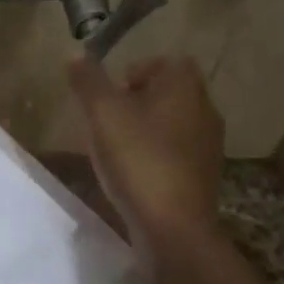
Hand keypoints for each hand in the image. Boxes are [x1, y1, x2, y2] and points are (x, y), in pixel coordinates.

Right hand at [68, 56, 224, 254]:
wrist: (173, 228)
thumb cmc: (139, 160)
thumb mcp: (103, 114)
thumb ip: (88, 81)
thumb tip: (76, 55)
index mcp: (185, 87)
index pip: (165, 61)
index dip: (135, 71)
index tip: (110, 95)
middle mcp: (204, 110)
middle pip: (167, 93)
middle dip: (135, 103)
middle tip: (106, 122)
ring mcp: (208, 145)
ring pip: (170, 124)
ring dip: (143, 130)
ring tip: (114, 150)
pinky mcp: (203, 175)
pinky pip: (174, 153)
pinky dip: (153, 156)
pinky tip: (132, 175)